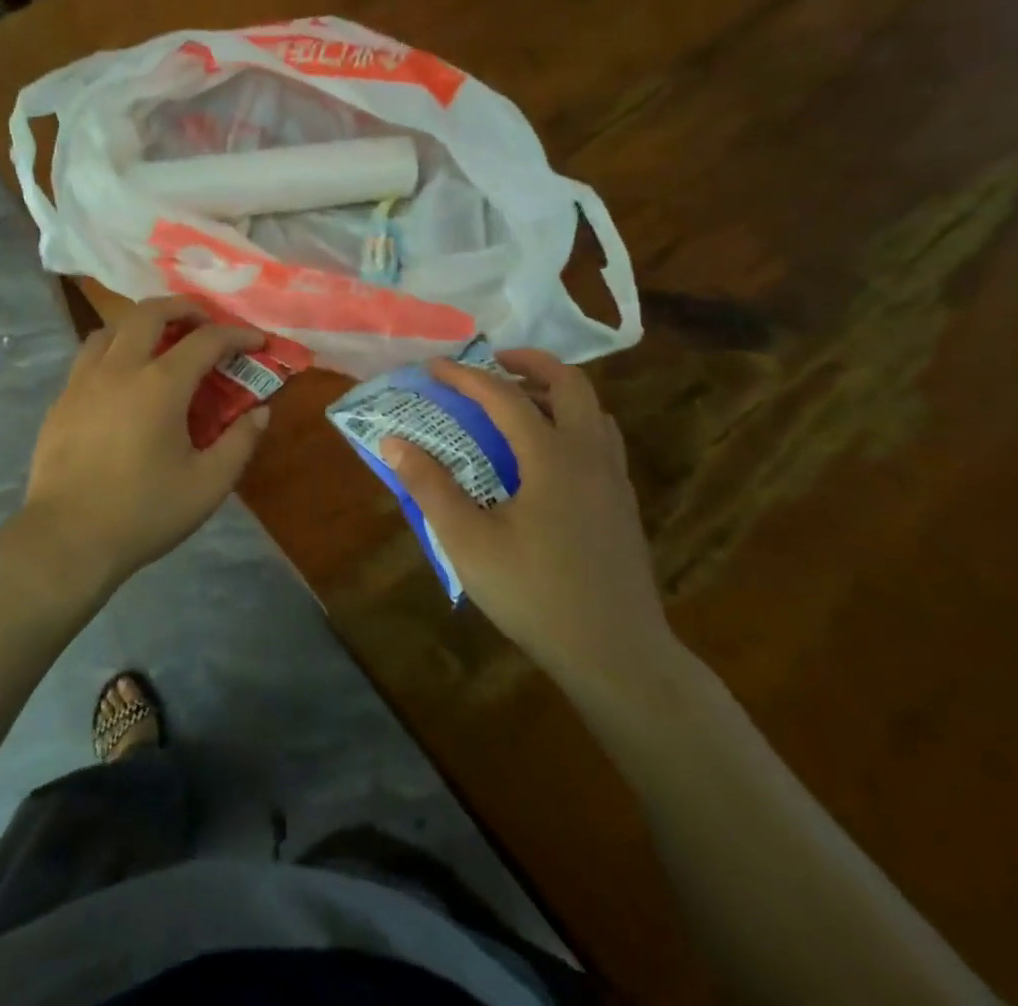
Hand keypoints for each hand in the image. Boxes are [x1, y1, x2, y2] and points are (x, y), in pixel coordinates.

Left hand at [17, 296, 271, 592]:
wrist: (67, 538)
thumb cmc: (144, 512)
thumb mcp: (208, 485)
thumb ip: (240, 443)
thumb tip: (261, 412)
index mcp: (161, 384)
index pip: (206, 340)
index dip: (237, 335)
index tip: (257, 341)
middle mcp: (120, 368)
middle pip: (151, 311)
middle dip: (184, 308)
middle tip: (204, 323)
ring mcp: (84, 380)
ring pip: (112, 328)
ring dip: (142, 325)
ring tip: (160, 345)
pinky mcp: (62, 399)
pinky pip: (89, 356)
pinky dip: (114, 351)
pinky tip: (122, 380)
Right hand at [380, 351, 679, 705]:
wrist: (616, 655)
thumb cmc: (535, 594)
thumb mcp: (467, 541)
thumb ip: (430, 486)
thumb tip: (394, 442)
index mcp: (552, 458)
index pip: (505, 396)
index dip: (465, 376)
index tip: (433, 367)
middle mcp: (589, 456)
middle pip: (570, 383)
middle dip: (529, 362)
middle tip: (492, 363)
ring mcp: (614, 479)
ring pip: (593, 409)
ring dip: (555, 390)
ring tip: (518, 401)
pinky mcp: (622, 504)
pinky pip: (601, 438)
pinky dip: (572, 421)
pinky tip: (545, 453)